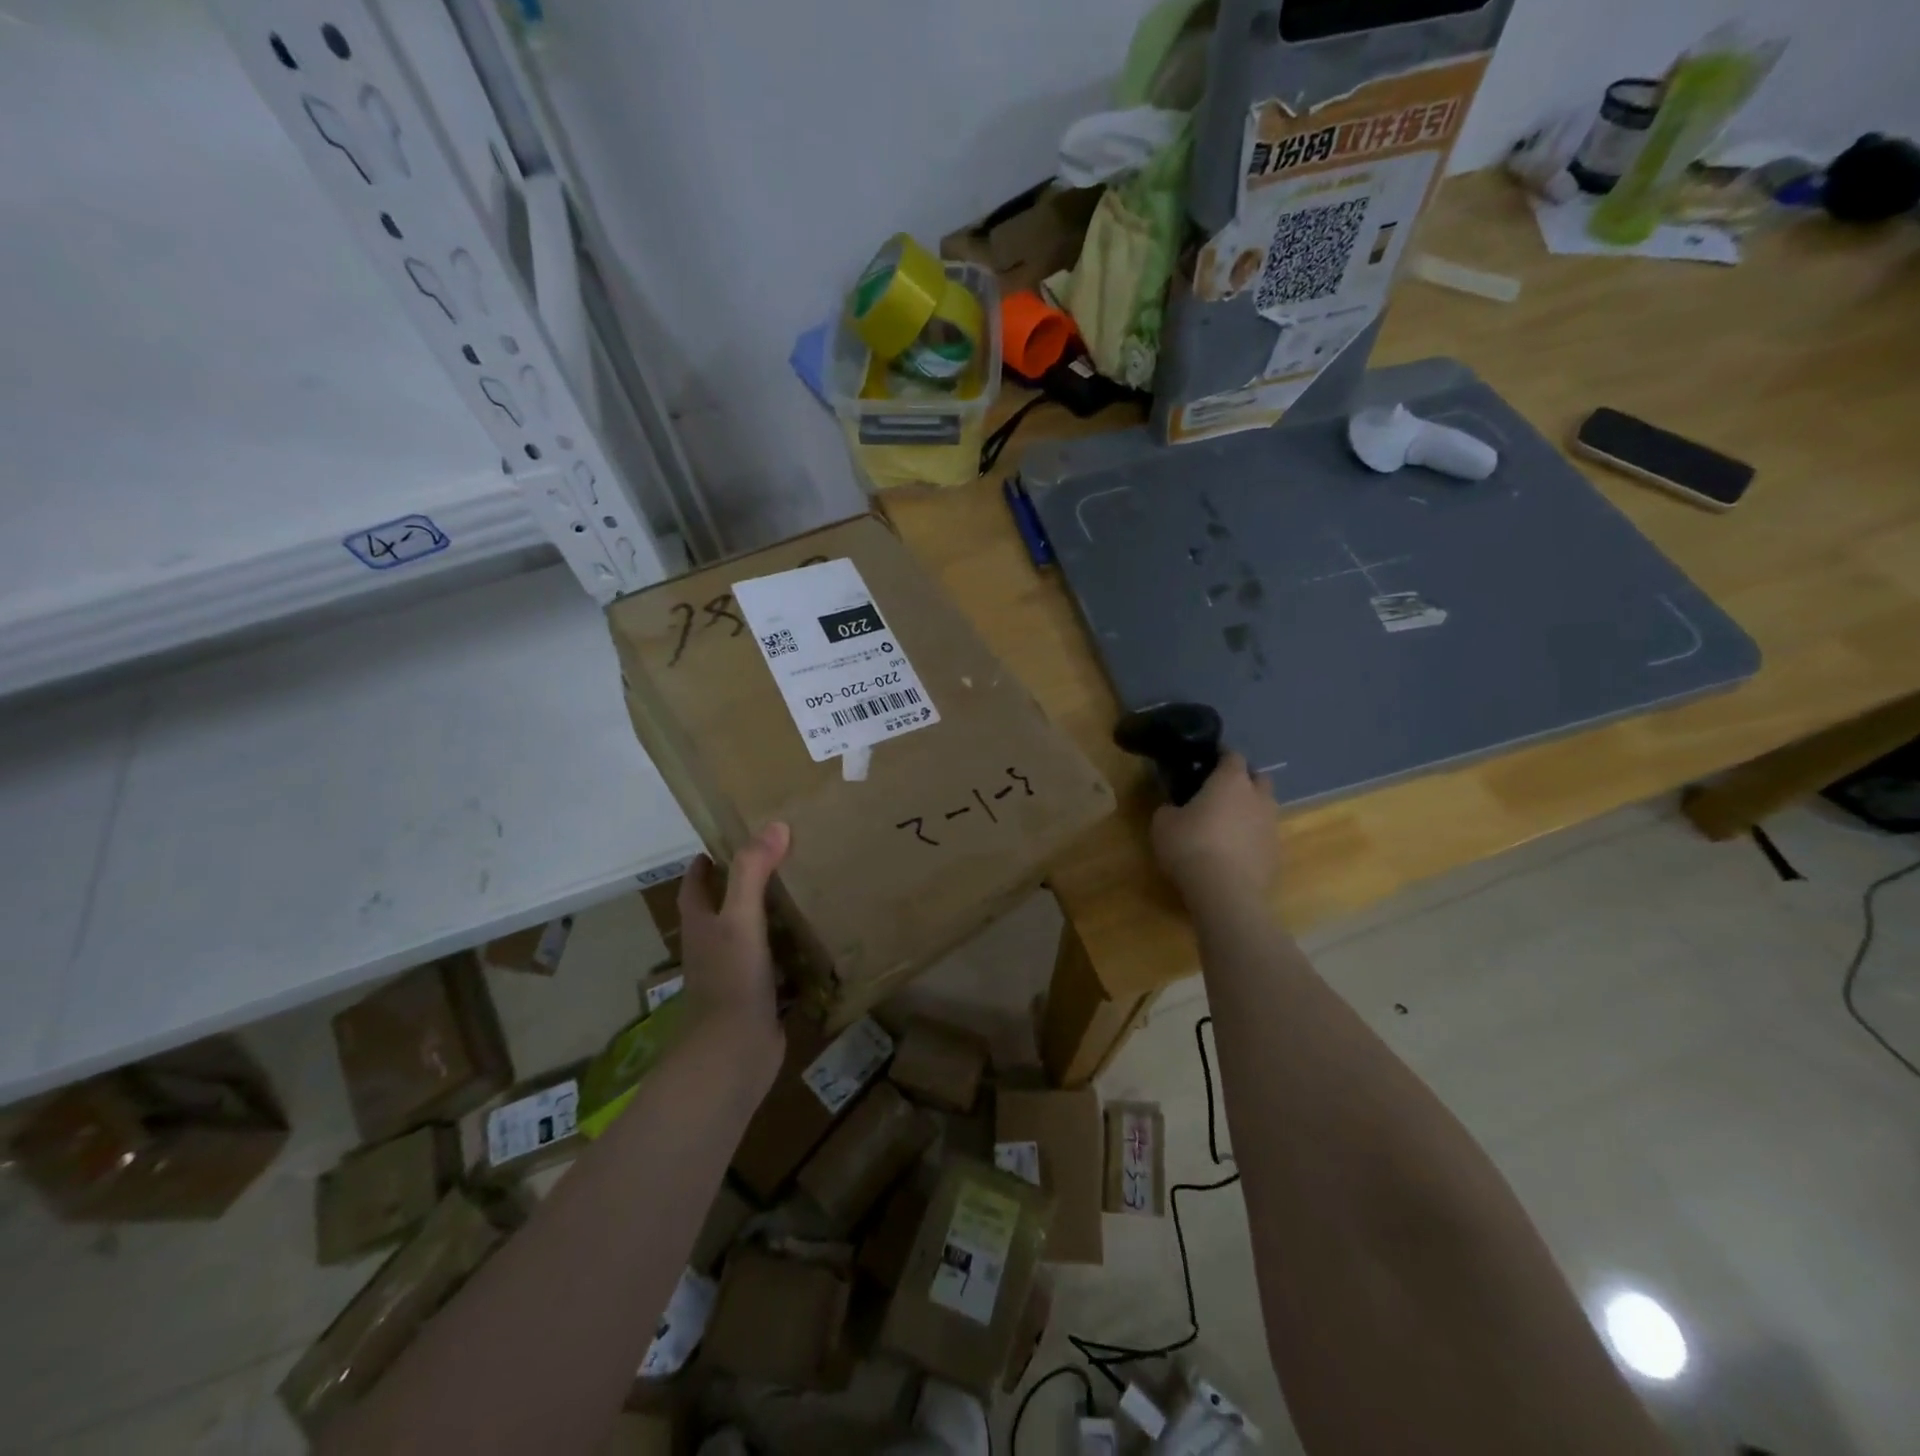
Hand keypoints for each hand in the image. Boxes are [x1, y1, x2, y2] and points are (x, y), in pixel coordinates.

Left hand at [678, 822, 789, 1053]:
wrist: (733, 1054)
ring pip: (751, 937)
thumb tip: (775, 825)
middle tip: (781, 860)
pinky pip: (776, 966)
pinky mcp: (758, 997)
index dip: (706, 862)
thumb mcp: (740, 918)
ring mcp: (735, 974)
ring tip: (805, 892)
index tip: (729, 841)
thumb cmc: (730, 980)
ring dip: (770, 918)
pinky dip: (791, 953)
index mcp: (702, 925)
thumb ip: (753, 872)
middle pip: (724, 908)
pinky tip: (817, 942)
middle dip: (745, 885)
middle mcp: (713, 947)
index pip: (695, 884)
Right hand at [1150, 753, 1278, 908]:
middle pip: (1258, 778)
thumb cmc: (1190, 846)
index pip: (1232, 755)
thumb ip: (1170, 808)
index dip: (1220, 756)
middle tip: (1220, 791)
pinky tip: (1234, 851)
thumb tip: (1173, 808)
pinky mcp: (1276, 854)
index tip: (1206, 761)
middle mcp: (1258, 797)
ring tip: (1227, 824)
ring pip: (1265, 807)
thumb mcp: (1163, 823)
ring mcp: (1271, 826)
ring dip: (1249, 810)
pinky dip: (1252, 837)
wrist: (1225, 892)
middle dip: (1243, 780)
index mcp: (1231, 781)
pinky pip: (1264, 836)